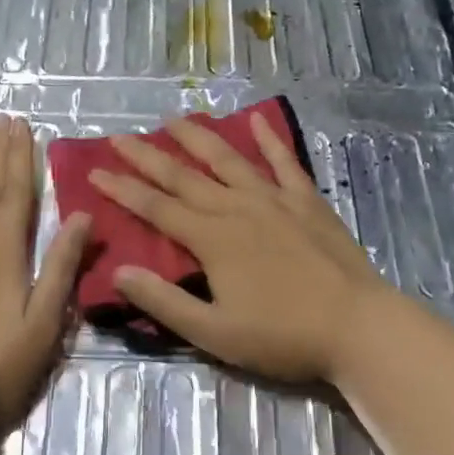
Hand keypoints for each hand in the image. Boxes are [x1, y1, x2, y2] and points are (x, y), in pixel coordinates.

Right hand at [89, 113, 388, 382]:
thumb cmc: (283, 336)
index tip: (95, 172)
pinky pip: (283, 161)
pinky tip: (255, 119)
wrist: (358, 326)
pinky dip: (268, 139)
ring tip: (173, 118)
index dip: (123, 189)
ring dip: (197, 136)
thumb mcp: (215, 333)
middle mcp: (237, 207)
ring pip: (227, 159)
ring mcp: (274, 198)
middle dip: (147, 155)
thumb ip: (165, 302)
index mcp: (212, 238)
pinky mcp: (306, 200)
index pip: (156, 207)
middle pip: (183, 175)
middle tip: (119, 136)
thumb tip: (119, 271)